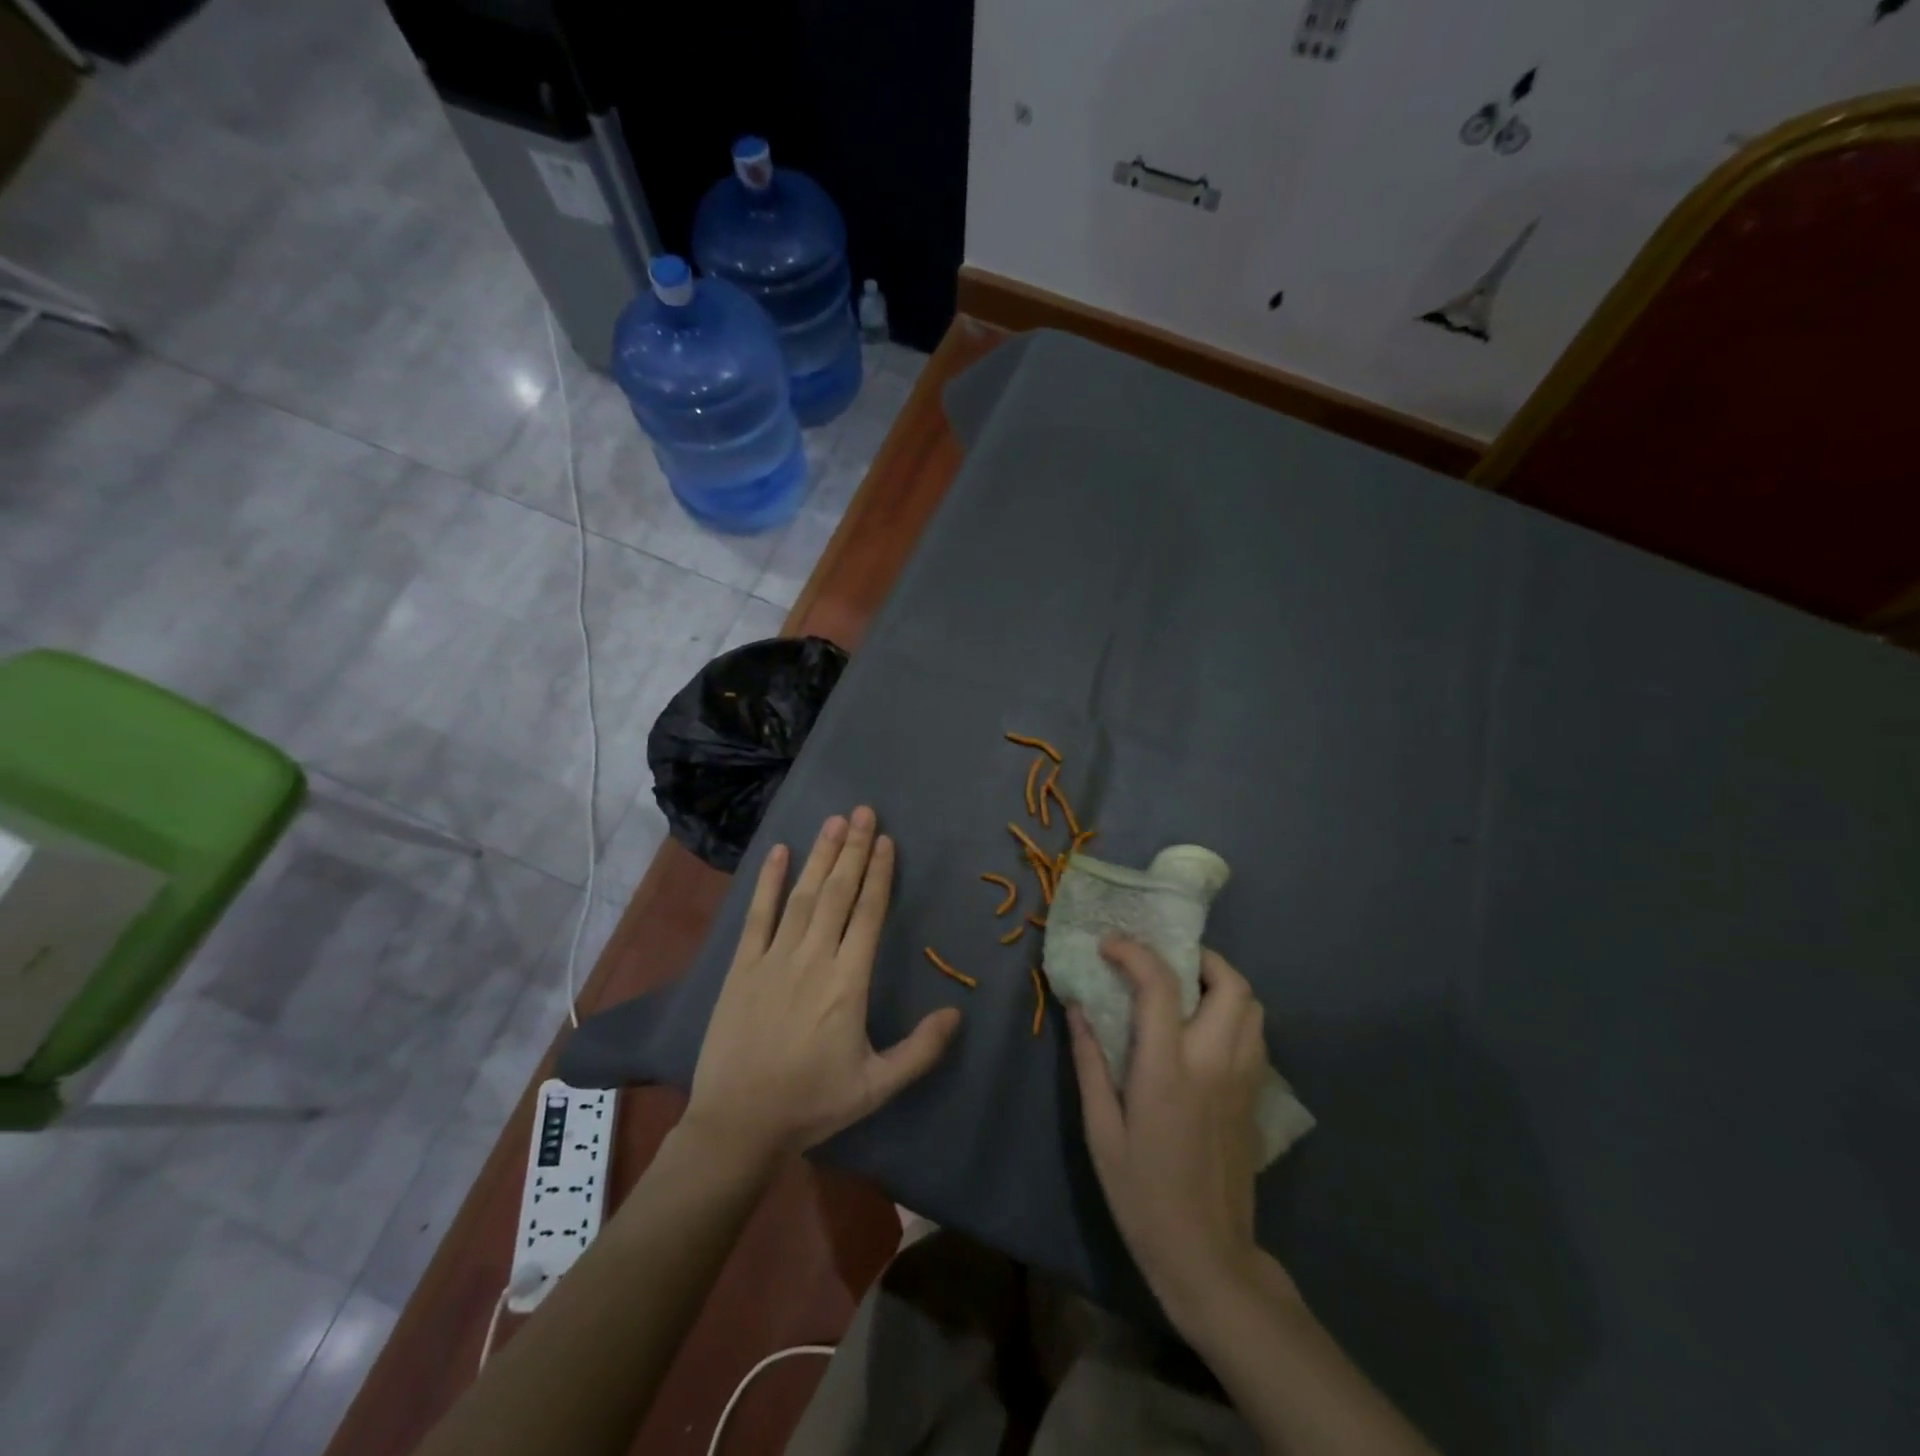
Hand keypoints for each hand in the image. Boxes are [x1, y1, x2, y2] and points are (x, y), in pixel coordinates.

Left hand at [684, 807, 961, 1166]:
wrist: (738, 1124)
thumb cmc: (811, 1103)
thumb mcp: (876, 1086)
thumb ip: (920, 1050)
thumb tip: (957, 1012)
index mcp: (848, 982)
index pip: (868, 914)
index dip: (879, 875)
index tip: (887, 841)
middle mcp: (813, 958)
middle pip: (838, 893)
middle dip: (854, 850)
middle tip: (865, 812)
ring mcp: (773, 958)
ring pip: (803, 895)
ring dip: (820, 856)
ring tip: (835, 822)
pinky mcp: (741, 966)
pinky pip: (757, 914)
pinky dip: (769, 881)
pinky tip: (780, 852)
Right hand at [1067, 938, 1291, 1326]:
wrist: (1207, 1256)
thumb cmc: (1142, 1194)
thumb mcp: (1101, 1130)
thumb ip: (1090, 1061)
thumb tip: (1077, 1006)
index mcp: (1168, 1070)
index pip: (1160, 986)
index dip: (1134, 953)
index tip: (1110, 945)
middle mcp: (1214, 1062)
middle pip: (1231, 983)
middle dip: (1198, 958)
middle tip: (1163, 962)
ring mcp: (1243, 1079)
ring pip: (1252, 1005)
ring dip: (1221, 983)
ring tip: (1185, 990)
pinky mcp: (1256, 1096)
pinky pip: (1255, 1034)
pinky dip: (1234, 1013)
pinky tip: (1203, 1031)